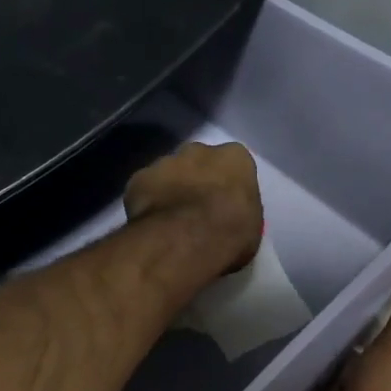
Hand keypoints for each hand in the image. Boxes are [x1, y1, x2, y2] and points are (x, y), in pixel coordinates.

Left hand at [124, 141, 262, 276]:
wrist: (185, 240)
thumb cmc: (230, 234)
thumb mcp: (252, 226)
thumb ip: (240, 210)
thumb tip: (229, 215)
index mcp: (234, 157)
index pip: (233, 164)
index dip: (227, 185)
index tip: (225, 204)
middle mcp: (199, 150)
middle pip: (198, 162)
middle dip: (197, 181)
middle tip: (197, 210)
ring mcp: (165, 161)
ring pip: (168, 173)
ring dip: (171, 190)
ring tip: (171, 221)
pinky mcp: (138, 179)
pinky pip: (145, 190)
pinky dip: (147, 203)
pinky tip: (151, 224)